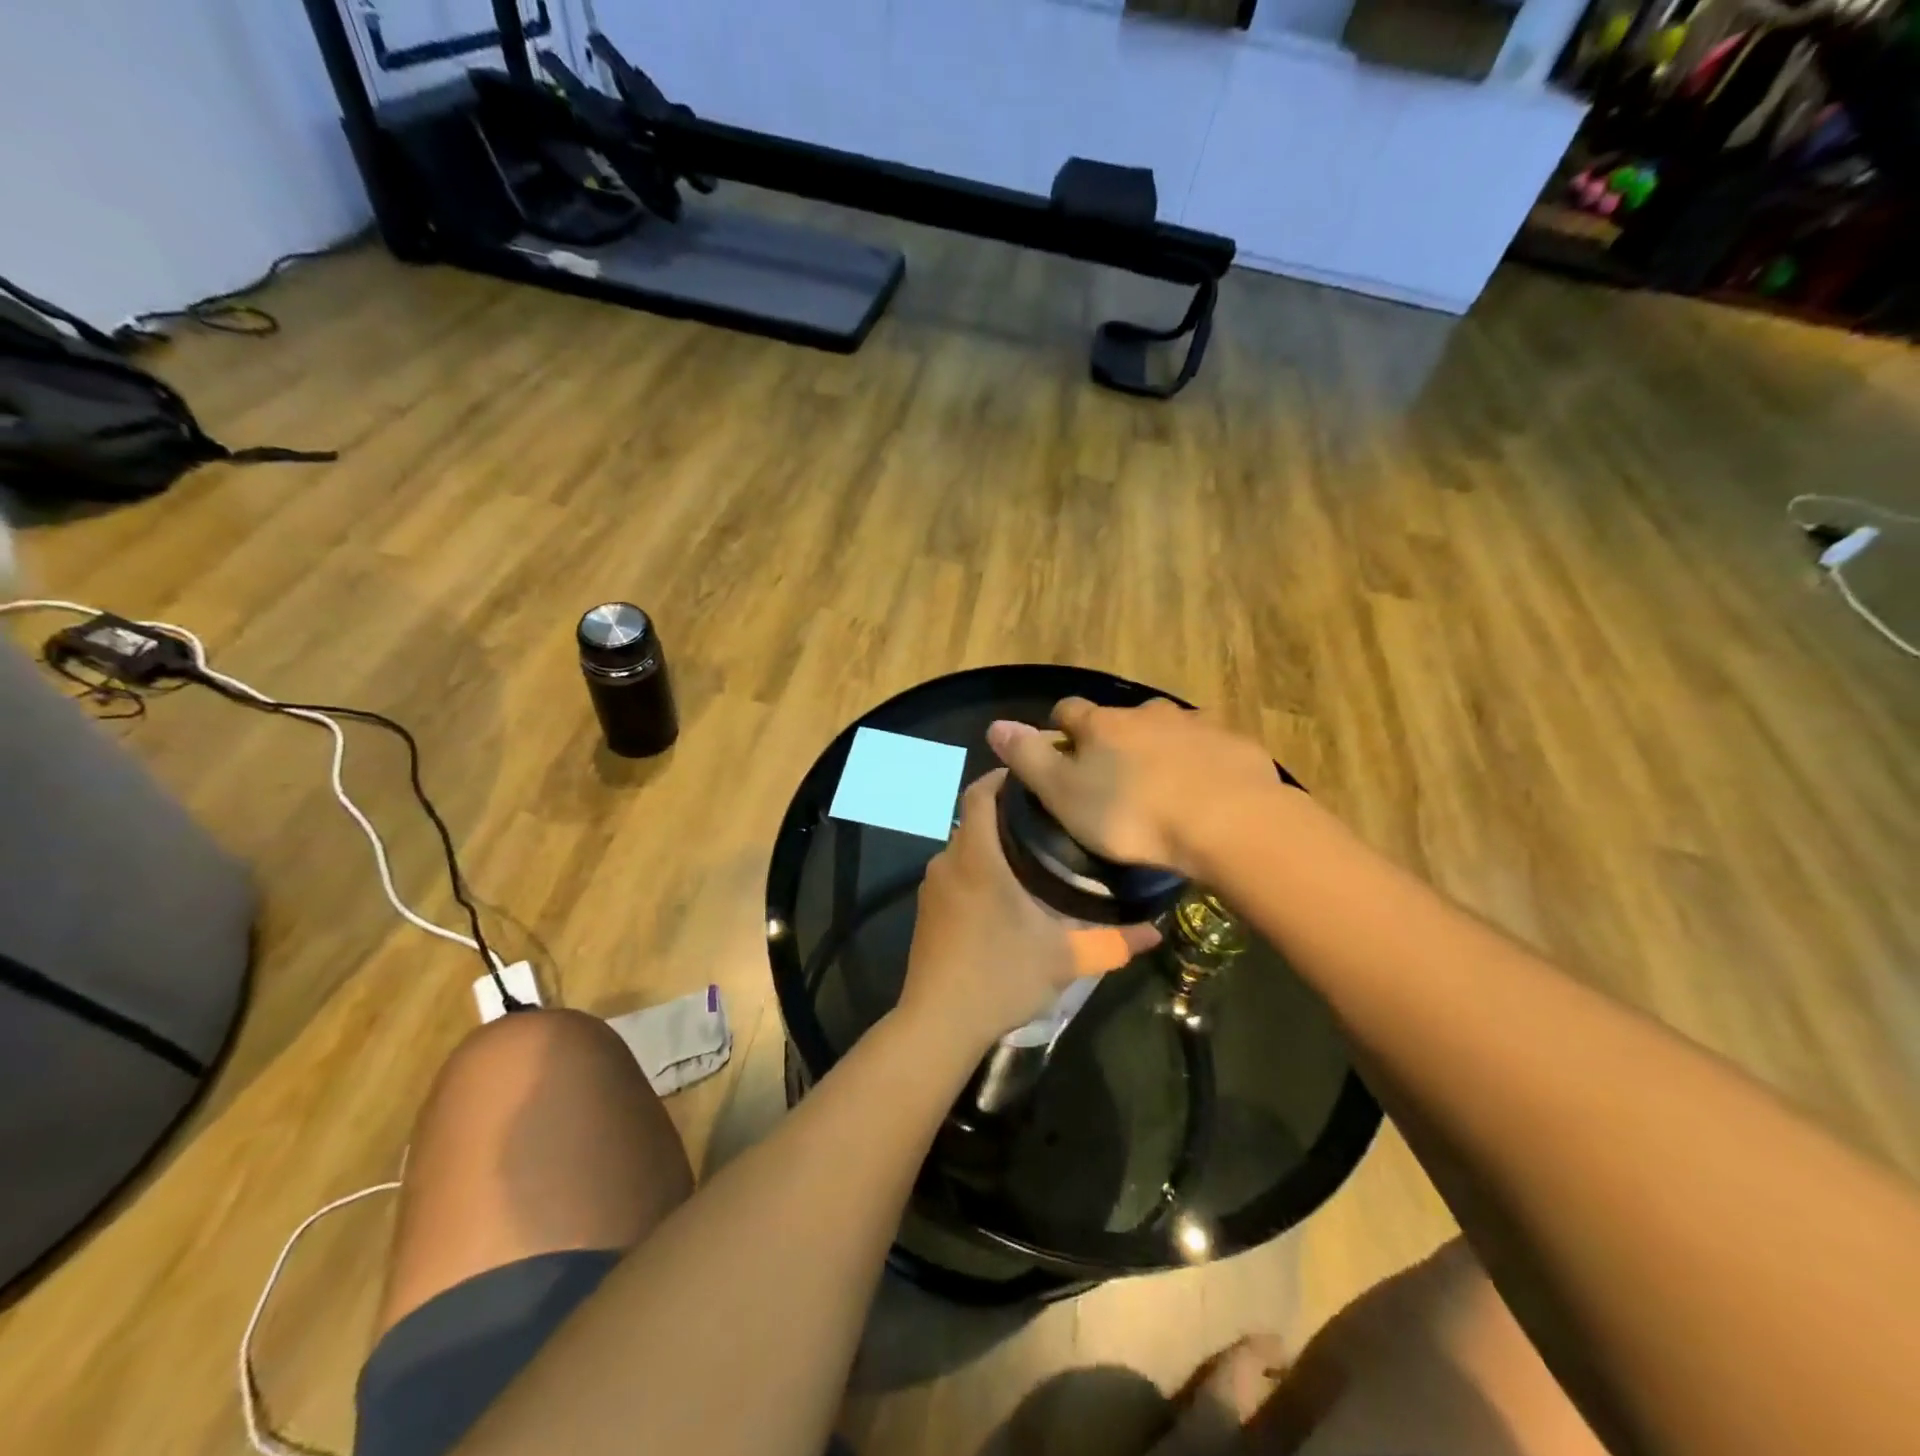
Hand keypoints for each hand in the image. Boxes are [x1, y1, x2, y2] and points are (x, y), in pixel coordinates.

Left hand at [900, 769, 1159, 1054]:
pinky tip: (1005, 894)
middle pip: (974, 818)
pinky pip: (954, 873)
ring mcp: (932, 886)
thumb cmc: (1000, 976)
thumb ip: (1111, 942)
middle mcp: (948, 861)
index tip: (1037, 778)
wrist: (938, 1023)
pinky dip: (977, 869)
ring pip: (964, 847)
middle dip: (1007, 813)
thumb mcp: (1063, 959)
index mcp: (977, 856)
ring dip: (992, 844)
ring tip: (1034, 855)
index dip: (1003, 777)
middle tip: (1051, 820)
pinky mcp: (926, 910)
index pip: (980, 793)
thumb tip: (1156, 932)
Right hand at [986, 698, 1283, 879]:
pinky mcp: (1235, 743)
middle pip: (1121, 719)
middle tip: (1116, 780)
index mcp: (1103, 724)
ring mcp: (1196, 724)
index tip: (1062, 753)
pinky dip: (1201, 763)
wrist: (1229, 823)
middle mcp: (1148, 712)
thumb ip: (1029, 758)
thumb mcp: (1065, 794)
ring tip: (1163, 789)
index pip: (1069, 711)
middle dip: (1115, 741)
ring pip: (1168, 731)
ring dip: (1160, 749)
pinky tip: (1205, 794)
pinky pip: (1209, 749)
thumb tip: (995, 725)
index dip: (1061, 729)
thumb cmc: (1133, 815)